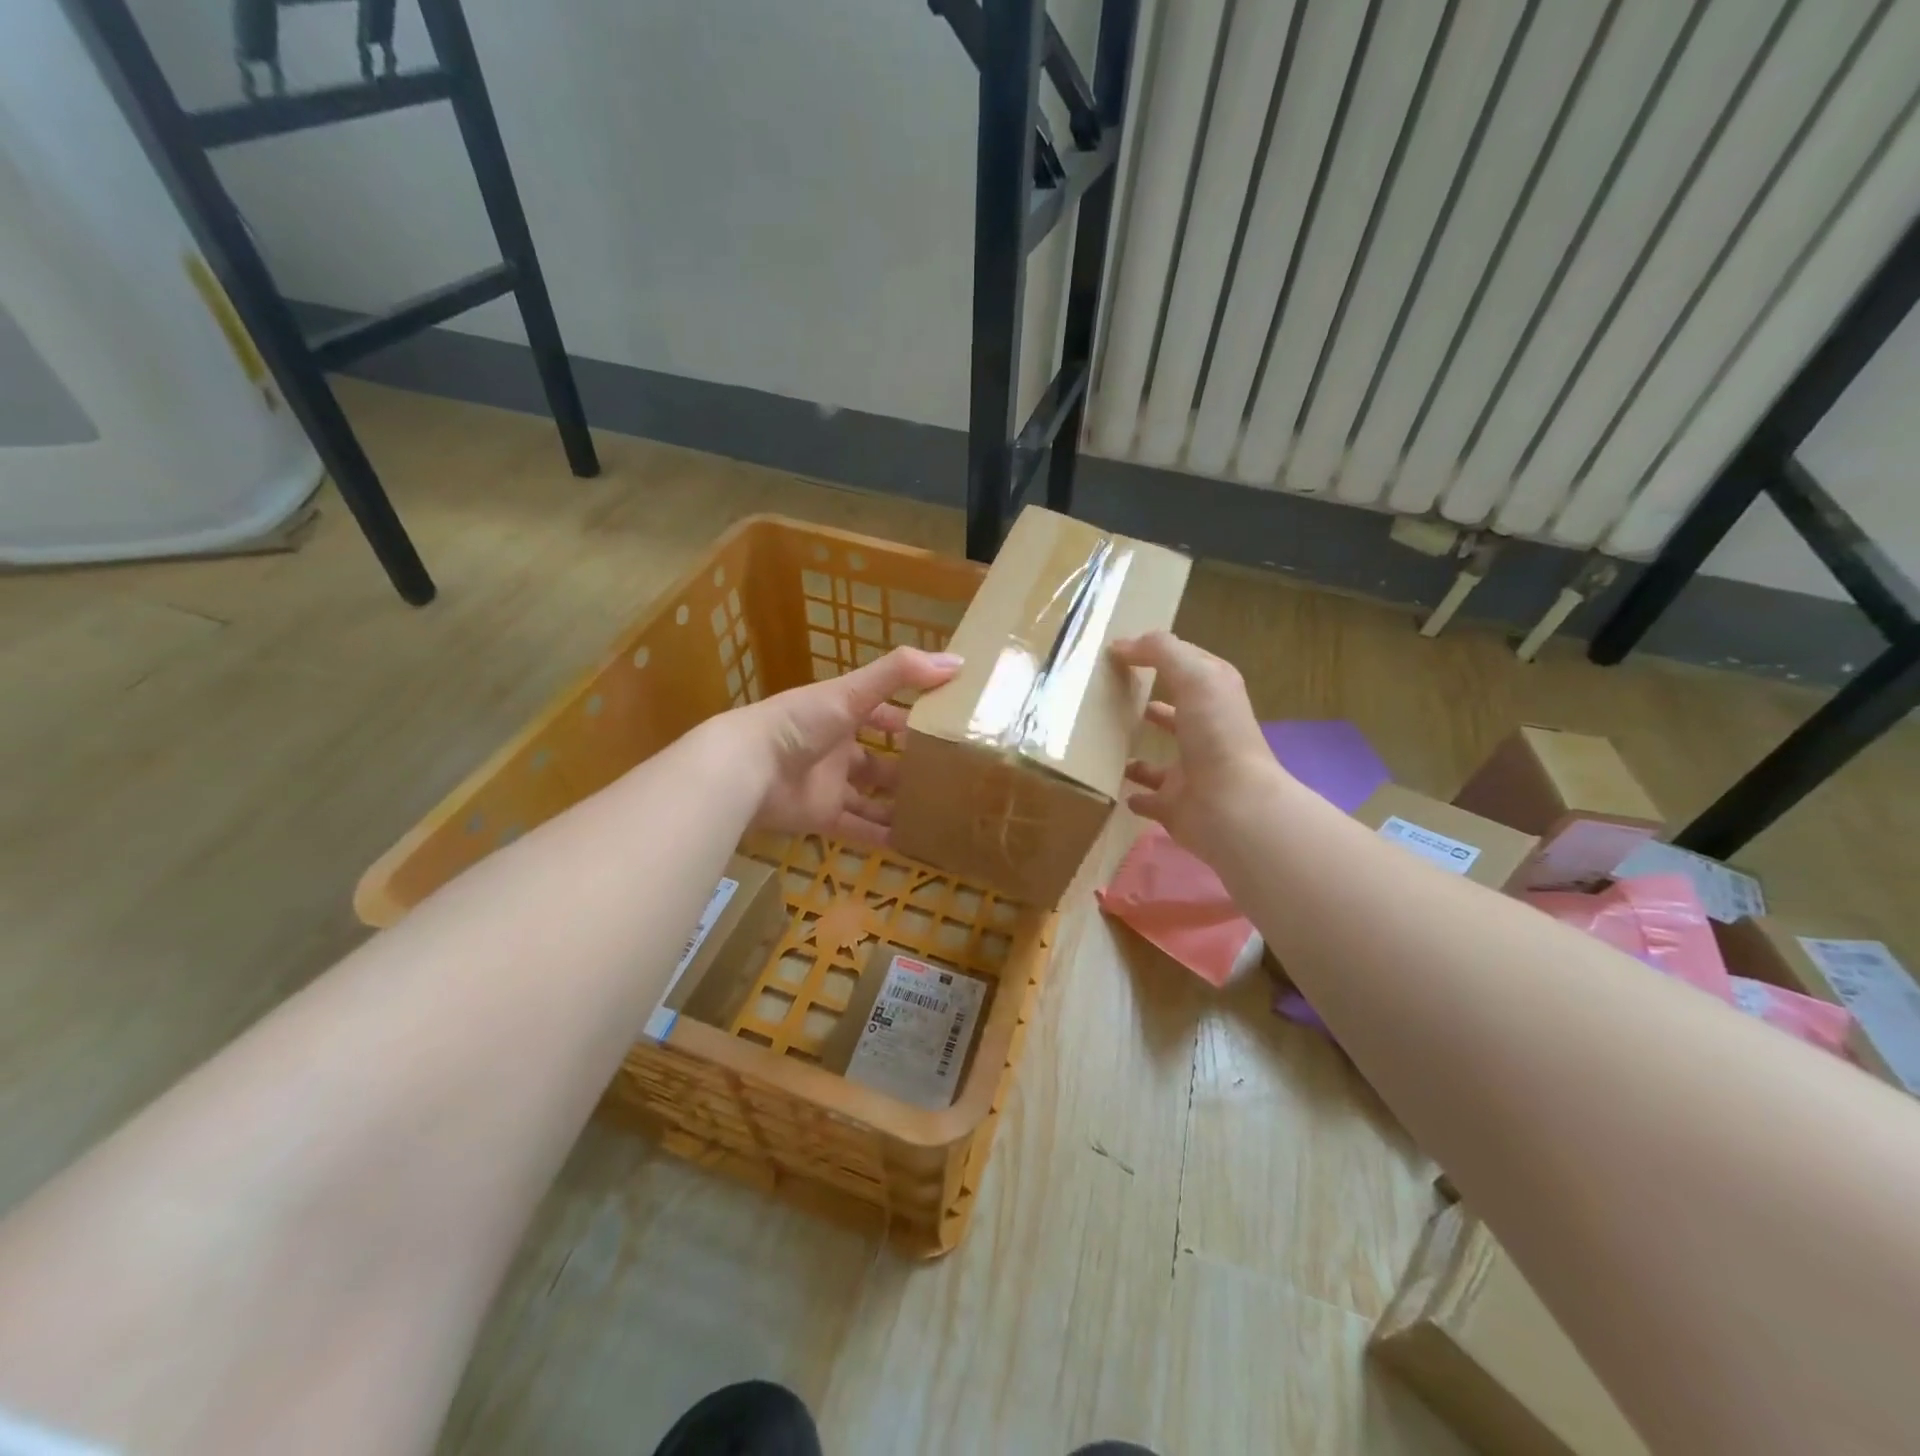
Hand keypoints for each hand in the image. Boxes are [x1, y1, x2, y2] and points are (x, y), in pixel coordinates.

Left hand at [742, 646, 962, 844]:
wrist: (747, 769)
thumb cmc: (801, 722)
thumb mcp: (853, 691)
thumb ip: (901, 673)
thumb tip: (958, 662)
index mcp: (842, 713)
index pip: (882, 713)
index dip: (909, 719)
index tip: (944, 728)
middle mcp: (837, 748)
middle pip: (878, 759)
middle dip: (907, 768)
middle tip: (948, 779)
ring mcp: (830, 784)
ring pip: (871, 797)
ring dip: (898, 804)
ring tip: (937, 813)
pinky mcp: (822, 816)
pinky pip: (857, 828)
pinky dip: (880, 836)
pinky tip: (912, 844)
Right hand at [1110, 630, 1283, 859]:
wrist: (1231, 807)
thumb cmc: (1216, 735)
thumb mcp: (1194, 676)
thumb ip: (1161, 652)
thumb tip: (1121, 645)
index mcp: (1215, 699)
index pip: (1189, 668)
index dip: (1160, 656)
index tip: (1119, 652)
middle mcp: (1206, 734)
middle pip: (1177, 715)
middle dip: (1152, 705)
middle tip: (1113, 696)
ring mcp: (1191, 773)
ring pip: (1161, 760)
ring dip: (1139, 753)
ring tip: (1107, 743)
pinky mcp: (1175, 806)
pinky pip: (1149, 799)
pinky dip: (1136, 795)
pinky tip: (1114, 789)